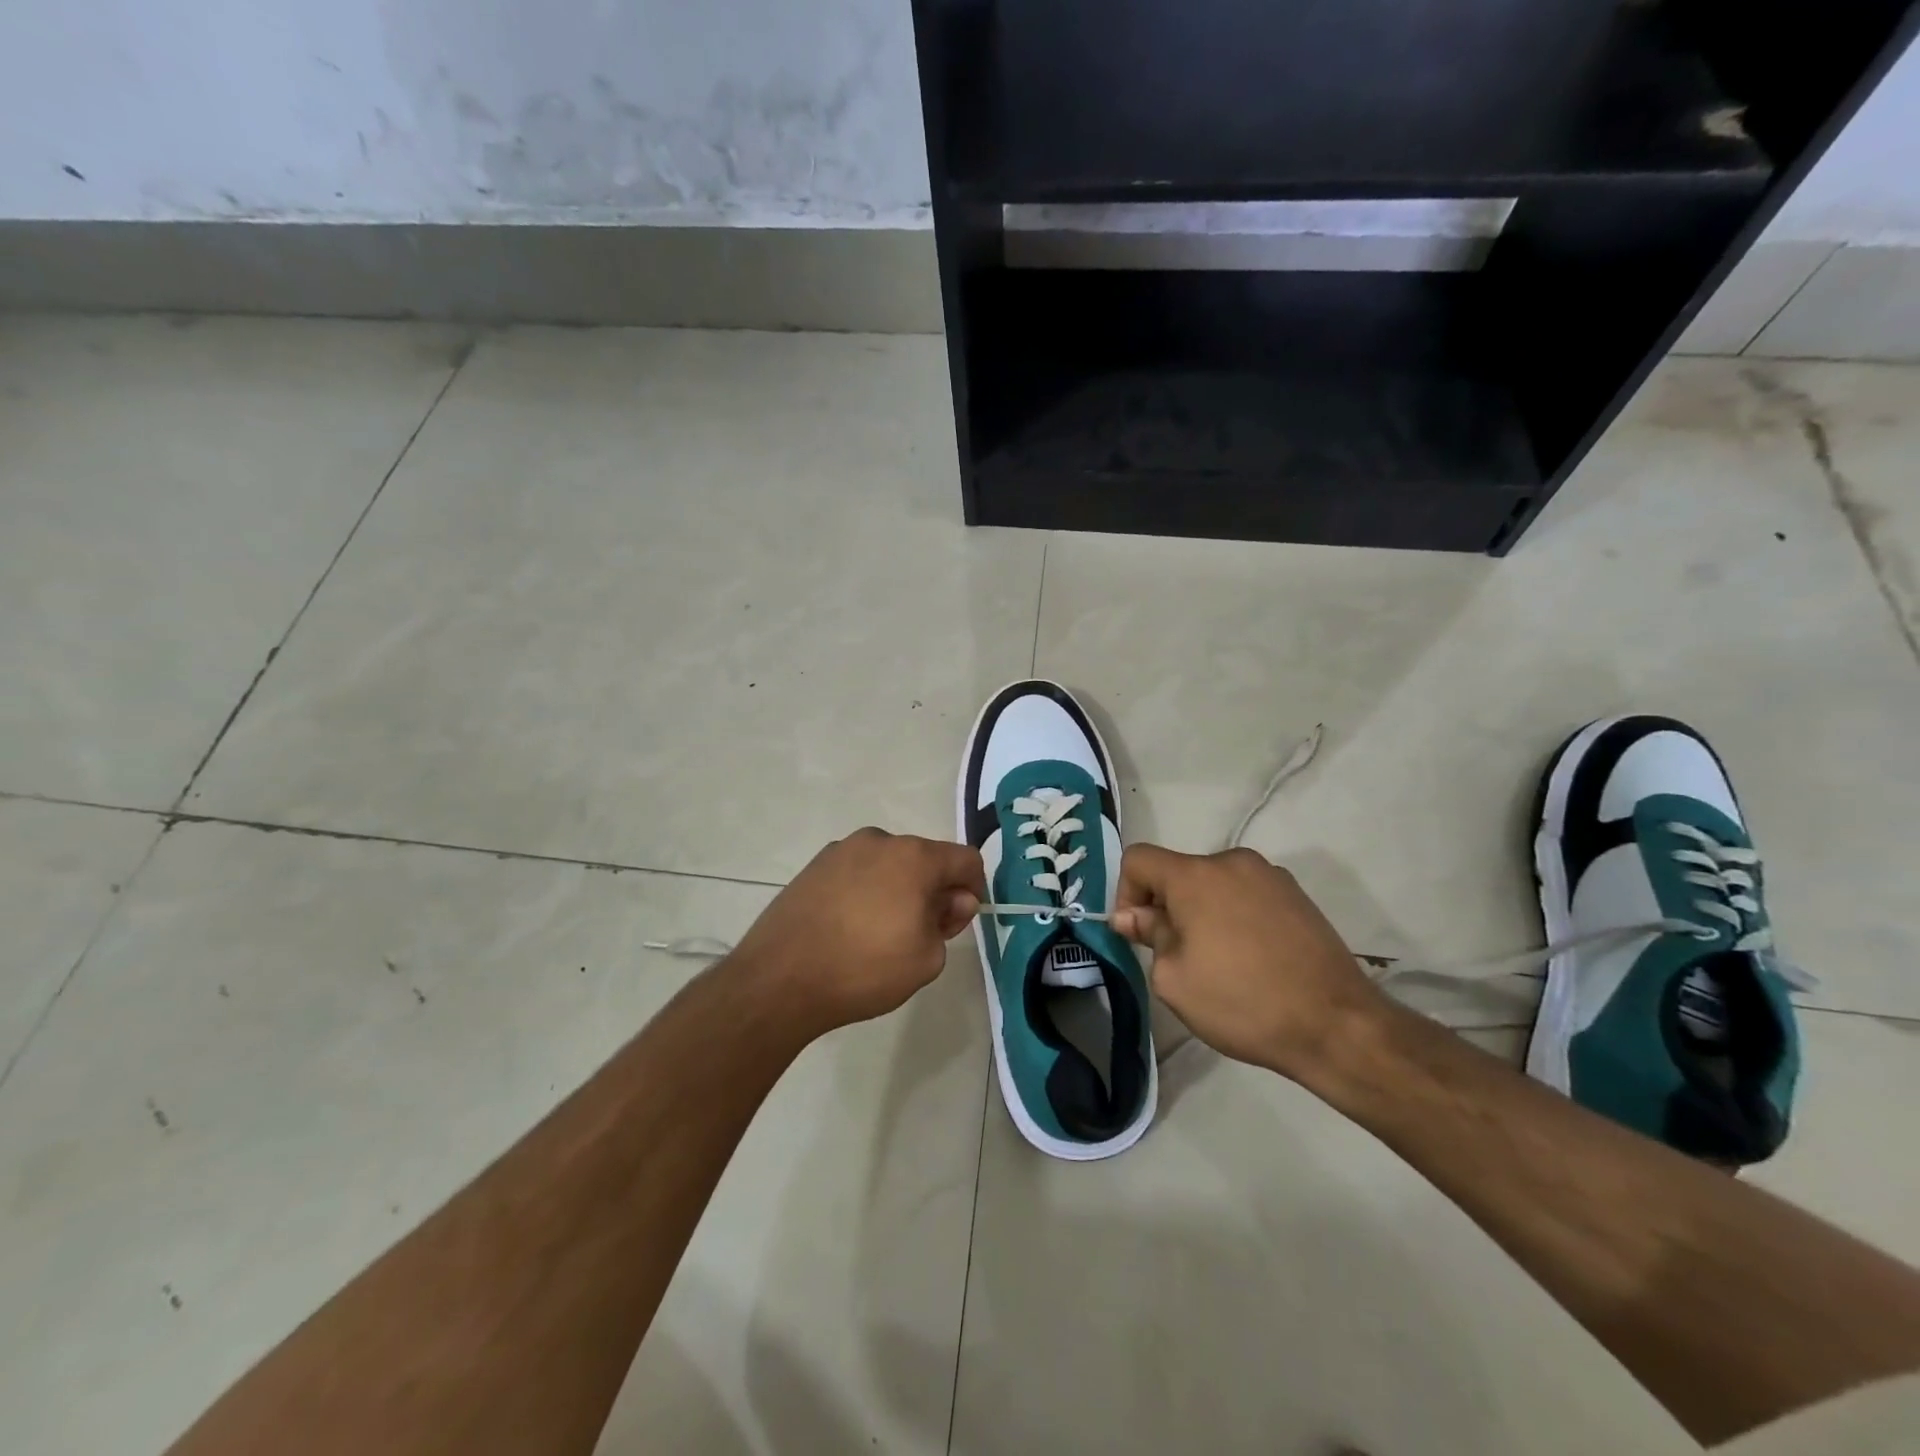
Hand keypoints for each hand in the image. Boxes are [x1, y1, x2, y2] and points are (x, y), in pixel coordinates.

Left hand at [731, 828, 984, 1035]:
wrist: (779, 979)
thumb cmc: (864, 969)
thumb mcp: (927, 958)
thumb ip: (950, 921)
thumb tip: (953, 899)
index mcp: (914, 856)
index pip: (965, 859)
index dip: (973, 888)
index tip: (958, 920)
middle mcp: (879, 840)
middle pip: (925, 859)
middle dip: (934, 890)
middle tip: (922, 933)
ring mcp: (841, 850)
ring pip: (888, 864)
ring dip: (898, 889)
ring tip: (880, 934)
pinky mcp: (814, 866)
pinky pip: (857, 872)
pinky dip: (866, 892)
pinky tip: (850, 928)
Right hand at [1111, 844, 1389, 1079]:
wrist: (1336, 1025)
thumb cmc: (1242, 1002)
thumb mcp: (1174, 979)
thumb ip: (1148, 936)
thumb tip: (1133, 916)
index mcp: (1196, 875)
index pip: (1138, 859)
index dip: (1125, 893)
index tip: (1139, 935)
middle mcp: (1233, 862)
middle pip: (1179, 872)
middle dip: (1167, 907)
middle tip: (1178, 956)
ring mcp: (1270, 876)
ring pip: (1214, 884)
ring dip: (1203, 912)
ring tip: (1220, 961)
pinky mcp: (1297, 895)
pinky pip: (1247, 895)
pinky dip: (1235, 916)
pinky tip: (1252, 958)